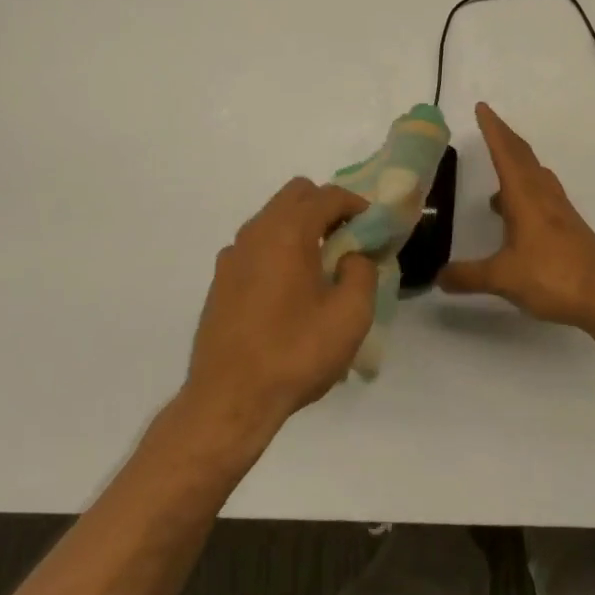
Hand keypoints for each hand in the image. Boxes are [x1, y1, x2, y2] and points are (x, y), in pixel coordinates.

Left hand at [186, 178, 376, 442]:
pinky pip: (256, 246)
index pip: (328, 195)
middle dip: (325, 207)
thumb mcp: (350, 316)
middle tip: (347, 240)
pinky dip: (278, 250)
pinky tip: (288, 291)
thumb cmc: (295, 353)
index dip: (356, 204)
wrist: (229, 400)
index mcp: (288, 231)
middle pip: (296, 195)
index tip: (374, 227)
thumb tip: (352, 256)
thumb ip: (362, 272)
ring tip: (321, 267)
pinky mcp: (220, 280)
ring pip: (272, 218)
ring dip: (300, 227)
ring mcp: (233, 255)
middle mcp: (256, 232)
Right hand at [438, 102, 594, 331]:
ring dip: (517, 162)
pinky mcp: (567, 226)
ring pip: (534, 173)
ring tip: (498, 169)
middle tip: (488, 123)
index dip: (492, 129)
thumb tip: (438, 277)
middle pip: (522, 156)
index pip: (505, 153)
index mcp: (525, 196)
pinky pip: (541, 193)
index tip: (482, 107)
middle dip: (504, 137)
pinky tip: (515, 213)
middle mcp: (542, 195)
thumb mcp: (503, 278)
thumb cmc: (554, 277)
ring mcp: (559, 210)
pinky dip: (525, 188)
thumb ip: (468, 276)